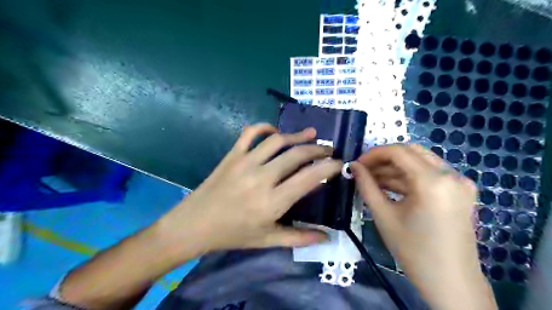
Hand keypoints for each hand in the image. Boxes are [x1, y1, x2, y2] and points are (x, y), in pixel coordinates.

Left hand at [155, 124, 342, 258]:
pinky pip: (250, 133)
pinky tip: (275, 131)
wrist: (194, 225)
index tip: (340, 163)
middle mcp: (262, 177)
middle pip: (297, 154)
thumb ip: (299, 238)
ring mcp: (245, 162)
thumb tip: (327, 237)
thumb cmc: (232, 234)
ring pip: (278, 140)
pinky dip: (265, 127)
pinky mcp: (232, 155)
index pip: (309, 177)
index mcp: (272, 201)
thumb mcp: (267, 240)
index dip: (329, 167)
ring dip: (297, 136)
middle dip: (318, 149)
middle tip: (329, 149)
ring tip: (311, 134)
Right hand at [350, 144, 497, 309]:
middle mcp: (451, 175)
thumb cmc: (413, 251)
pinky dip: (409, 177)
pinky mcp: (460, 191)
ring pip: (420, 162)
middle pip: (411, 152)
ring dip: (395, 168)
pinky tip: (391, 186)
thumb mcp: (384, 216)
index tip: (357, 164)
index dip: (374, 154)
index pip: (398, 151)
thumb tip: (353, 166)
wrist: (451, 282)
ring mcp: (459, 182)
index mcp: (433, 181)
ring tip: (373, 179)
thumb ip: (366, 186)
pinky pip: (430, 174)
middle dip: (384, 158)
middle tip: (365, 170)